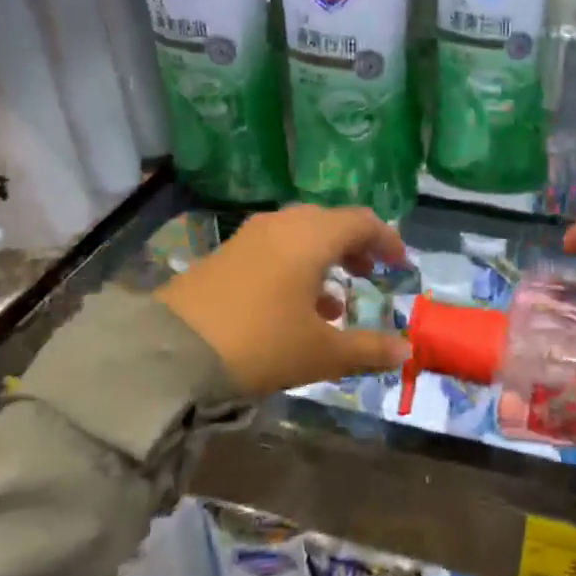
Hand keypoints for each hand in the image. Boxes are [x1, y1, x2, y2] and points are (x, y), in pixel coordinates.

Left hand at [156, 205, 410, 397]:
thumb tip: (405, 351)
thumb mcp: (320, 353)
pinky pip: (273, 248)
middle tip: (370, 274)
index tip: (400, 265)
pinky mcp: (224, 255)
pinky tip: (294, 307)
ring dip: (323, 259)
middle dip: (355, 246)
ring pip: (299, 235)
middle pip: (329, 223)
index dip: (387, 240)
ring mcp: (249, 237)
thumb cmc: (260, 344)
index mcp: (311, 237)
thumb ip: (367, 349)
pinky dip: (294, 267)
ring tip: (334, 301)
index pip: (361, 221)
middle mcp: (282, 225)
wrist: (169, 353)